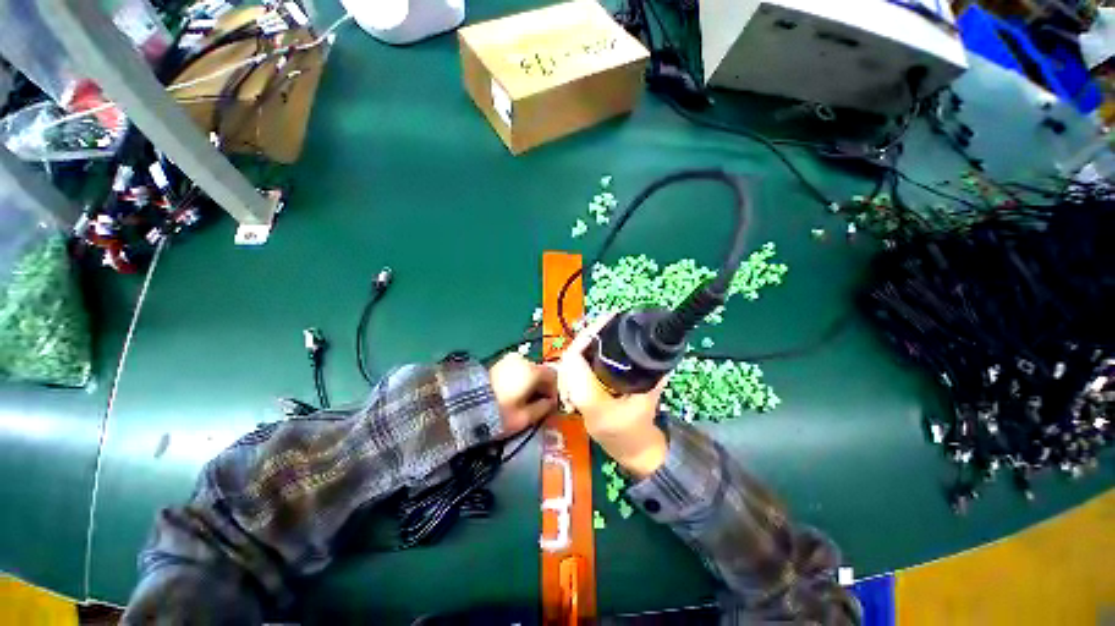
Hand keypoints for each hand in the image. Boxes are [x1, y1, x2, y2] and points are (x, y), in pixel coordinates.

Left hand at [489, 353, 557, 435]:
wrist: (464, 406)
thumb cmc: (499, 413)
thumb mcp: (524, 417)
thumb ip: (543, 409)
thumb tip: (551, 403)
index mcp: (532, 371)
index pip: (553, 377)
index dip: (555, 392)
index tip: (551, 406)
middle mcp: (523, 360)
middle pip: (541, 372)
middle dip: (543, 388)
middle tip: (539, 405)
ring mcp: (509, 360)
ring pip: (529, 371)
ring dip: (532, 384)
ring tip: (526, 401)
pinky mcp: (498, 363)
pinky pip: (517, 370)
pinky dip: (521, 380)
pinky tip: (515, 394)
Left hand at [557, 315, 669, 477]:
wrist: (634, 455)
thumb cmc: (640, 431)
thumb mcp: (648, 401)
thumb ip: (651, 377)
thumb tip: (658, 352)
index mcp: (590, 400)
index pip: (574, 362)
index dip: (584, 339)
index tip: (600, 325)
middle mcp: (576, 399)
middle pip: (567, 361)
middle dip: (582, 340)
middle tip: (600, 327)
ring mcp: (574, 401)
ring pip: (567, 367)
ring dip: (580, 349)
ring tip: (596, 336)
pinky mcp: (578, 400)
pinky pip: (572, 374)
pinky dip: (580, 359)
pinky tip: (593, 352)